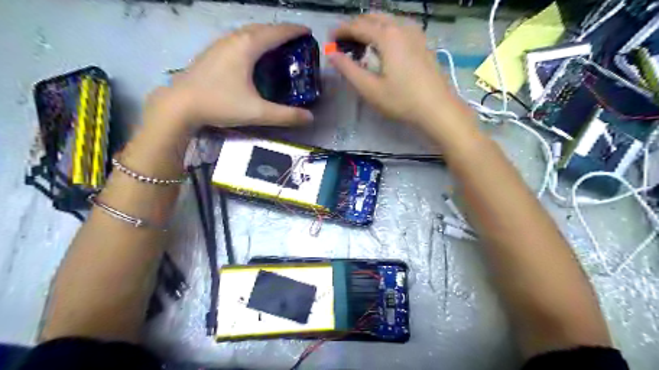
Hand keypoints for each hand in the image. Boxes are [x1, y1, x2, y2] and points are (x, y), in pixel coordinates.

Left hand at [148, 23, 314, 130]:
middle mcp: (234, 39)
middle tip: (295, 41)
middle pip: (262, 28)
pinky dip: (252, 41)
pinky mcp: (212, 52)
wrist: (180, 104)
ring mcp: (220, 44)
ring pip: (248, 32)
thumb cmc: (220, 104)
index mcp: (247, 47)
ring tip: (277, 46)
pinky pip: (238, 39)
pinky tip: (252, 56)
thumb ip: (286, 115)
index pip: (276, 33)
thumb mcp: (257, 112)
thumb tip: (310, 118)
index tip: (308, 33)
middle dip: (281, 31)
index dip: (294, 31)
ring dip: (265, 35)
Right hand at [330, 15, 467, 134]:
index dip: (340, 31)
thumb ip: (348, 69)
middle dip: (354, 27)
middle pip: (372, 17)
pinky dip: (385, 31)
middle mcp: (401, 26)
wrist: (437, 108)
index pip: (357, 26)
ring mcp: (415, 32)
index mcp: (387, 36)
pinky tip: (383, 47)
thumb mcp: (370, 88)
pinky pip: (398, 27)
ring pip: (387, 20)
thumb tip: (331, 54)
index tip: (329, 40)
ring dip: (370, 27)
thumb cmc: (401, 100)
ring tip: (360, 46)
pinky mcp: (422, 41)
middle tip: (343, 44)